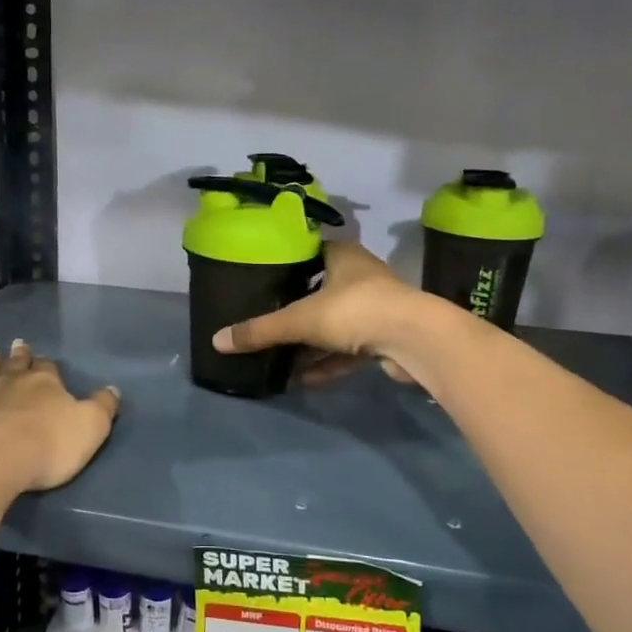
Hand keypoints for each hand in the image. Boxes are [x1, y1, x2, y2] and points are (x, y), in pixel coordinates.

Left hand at [0, 339, 120, 491]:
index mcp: (45, 382)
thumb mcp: (91, 427)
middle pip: (16, 363)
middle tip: (16, 343)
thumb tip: (113, 389)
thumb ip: (103, 406)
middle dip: (18, 354)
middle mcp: (12, 380)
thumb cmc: (48, 445)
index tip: (43, 359)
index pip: (48, 368)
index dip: (46, 364)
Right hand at [211, 241, 432, 382]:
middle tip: (266, 320)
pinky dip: (327, 362)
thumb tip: (216, 341)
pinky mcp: (385, 338)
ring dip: (310, 342)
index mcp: (342, 256)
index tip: (263, 278)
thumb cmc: (355, 310)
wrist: (415, 340)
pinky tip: (303, 379)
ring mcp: (375, 308)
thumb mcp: (300, 319)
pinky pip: (348, 350)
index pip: (310, 251)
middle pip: (321, 290)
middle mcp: (360, 276)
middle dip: (295, 308)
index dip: (287, 263)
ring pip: (335, 324)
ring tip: (279, 357)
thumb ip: (260, 331)